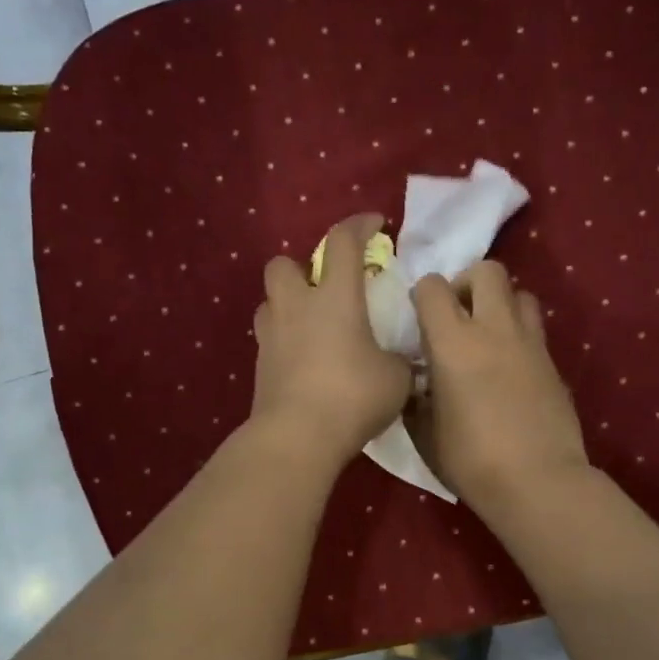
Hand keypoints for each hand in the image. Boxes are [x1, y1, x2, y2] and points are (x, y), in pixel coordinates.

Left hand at [249, 214, 412, 465]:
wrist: (298, 436)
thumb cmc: (353, 396)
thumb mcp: (396, 378)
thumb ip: (398, 359)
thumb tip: (397, 360)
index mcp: (334, 297)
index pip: (343, 242)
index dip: (359, 225)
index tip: (374, 224)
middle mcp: (296, 307)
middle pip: (283, 264)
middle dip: (302, 267)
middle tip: (326, 287)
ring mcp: (271, 336)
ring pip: (270, 301)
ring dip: (288, 304)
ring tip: (312, 324)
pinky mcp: (260, 366)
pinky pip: (270, 339)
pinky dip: (286, 340)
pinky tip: (305, 360)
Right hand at [409, 261, 588, 515]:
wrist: (537, 482)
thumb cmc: (470, 460)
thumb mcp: (425, 432)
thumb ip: (417, 397)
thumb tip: (419, 382)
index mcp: (454, 342)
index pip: (433, 287)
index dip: (423, 295)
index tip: (420, 319)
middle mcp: (495, 330)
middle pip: (488, 271)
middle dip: (468, 283)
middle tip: (458, 315)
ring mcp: (531, 344)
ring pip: (521, 294)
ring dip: (501, 304)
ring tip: (488, 337)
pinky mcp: (554, 364)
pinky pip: (535, 331)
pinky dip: (519, 336)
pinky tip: (509, 370)